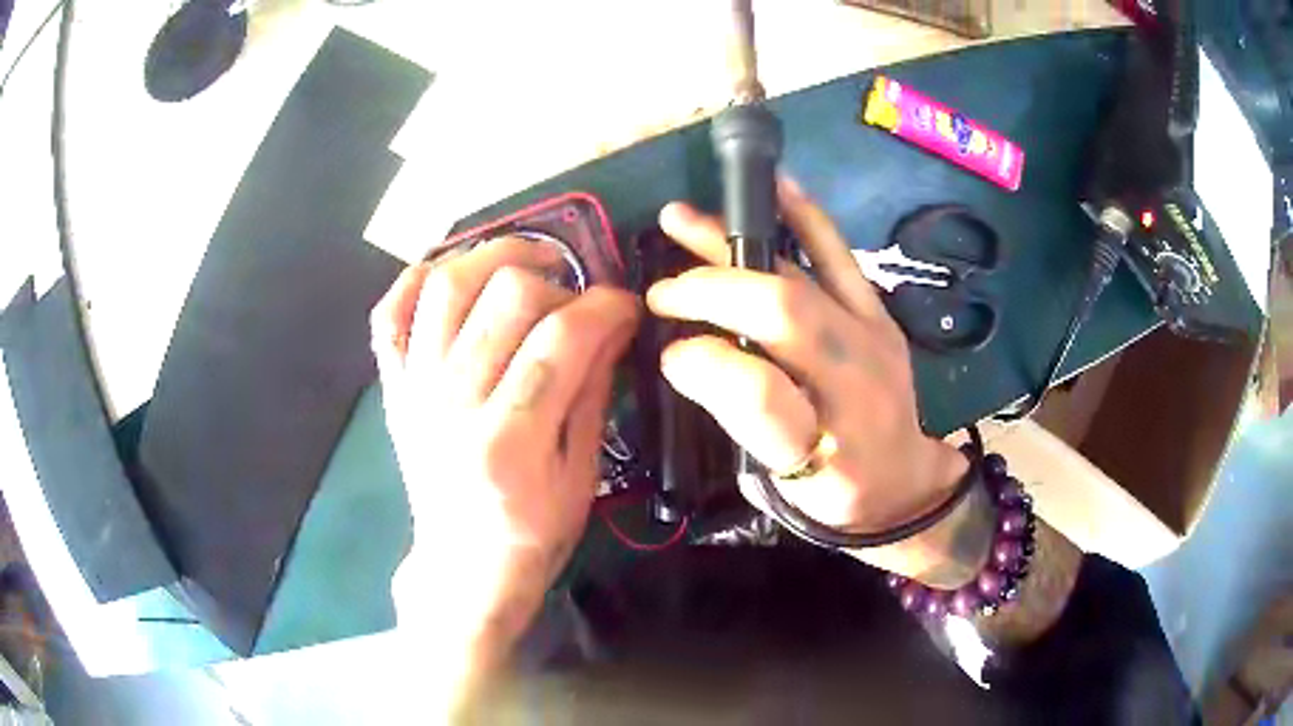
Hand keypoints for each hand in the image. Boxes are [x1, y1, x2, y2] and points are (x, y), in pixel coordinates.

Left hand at [371, 237, 638, 653]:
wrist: (462, 563)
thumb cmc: (532, 531)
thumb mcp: (582, 475)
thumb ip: (593, 392)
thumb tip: (612, 322)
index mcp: (510, 441)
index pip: (562, 339)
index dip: (604, 305)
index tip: (625, 304)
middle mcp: (453, 404)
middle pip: (505, 297)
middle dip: (556, 282)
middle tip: (575, 301)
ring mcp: (414, 389)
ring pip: (446, 286)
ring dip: (493, 257)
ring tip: (527, 267)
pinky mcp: (393, 386)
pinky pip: (390, 313)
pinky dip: (417, 279)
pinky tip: (457, 278)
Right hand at [646, 179, 979, 584]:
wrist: (904, 481)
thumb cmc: (834, 493)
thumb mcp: (781, 489)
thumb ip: (741, 422)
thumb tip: (685, 354)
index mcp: (825, 452)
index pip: (765, 399)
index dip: (709, 364)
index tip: (669, 355)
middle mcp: (856, 388)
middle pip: (784, 315)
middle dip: (711, 290)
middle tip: (661, 291)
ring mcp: (873, 341)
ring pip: (799, 278)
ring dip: (734, 246)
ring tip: (681, 219)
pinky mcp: (878, 315)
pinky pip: (841, 259)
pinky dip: (806, 219)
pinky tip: (776, 187)